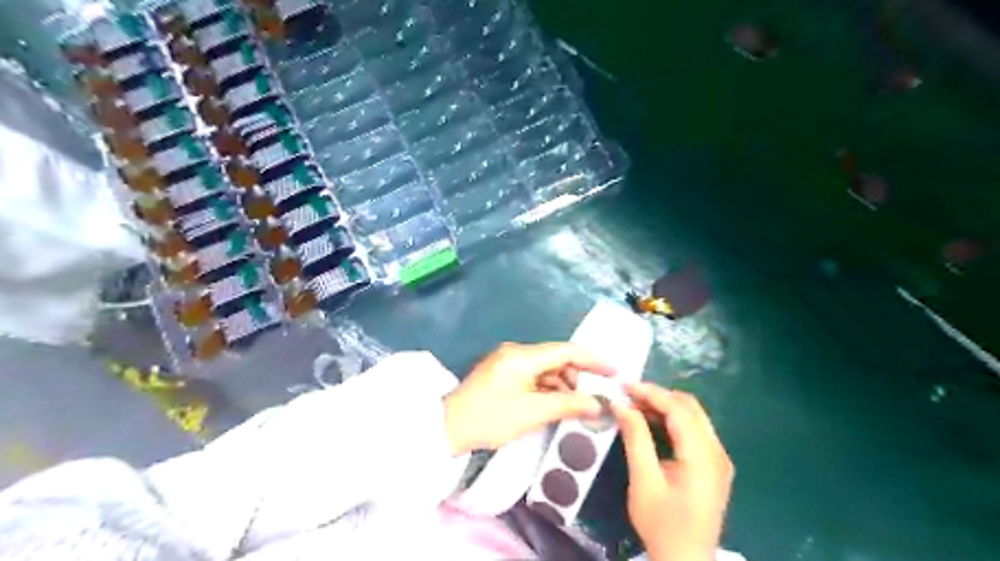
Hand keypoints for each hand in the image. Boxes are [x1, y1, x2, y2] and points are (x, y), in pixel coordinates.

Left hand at [444, 341, 612, 455]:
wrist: (447, 429)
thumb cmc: (490, 418)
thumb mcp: (532, 413)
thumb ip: (568, 405)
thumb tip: (598, 404)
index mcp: (522, 355)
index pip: (565, 351)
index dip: (592, 360)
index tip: (614, 372)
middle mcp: (515, 352)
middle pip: (555, 358)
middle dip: (577, 376)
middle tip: (594, 396)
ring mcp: (507, 363)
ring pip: (544, 369)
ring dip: (562, 385)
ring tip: (575, 406)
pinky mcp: (502, 374)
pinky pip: (532, 377)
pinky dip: (546, 389)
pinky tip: (555, 405)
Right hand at [609, 383, 731, 559]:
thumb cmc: (662, 524)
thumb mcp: (644, 480)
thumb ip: (636, 438)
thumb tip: (621, 404)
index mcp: (703, 456)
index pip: (678, 410)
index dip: (651, 393)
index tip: (624, 386)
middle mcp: (717, 451)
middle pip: (690, 408)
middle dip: (659, 396)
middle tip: (629, 396)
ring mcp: (719, 458)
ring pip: (693, 417)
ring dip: (665, 407)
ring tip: (635, 407)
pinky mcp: (714, 466)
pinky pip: (694, 431)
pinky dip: (673, 421)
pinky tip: (652, 424)